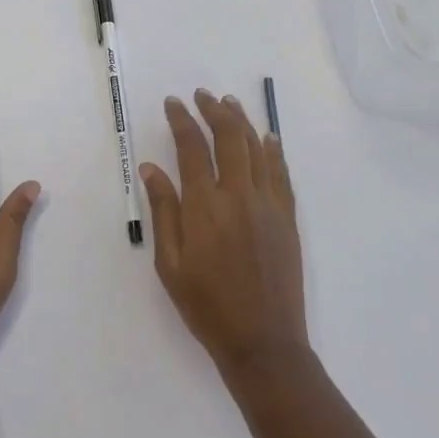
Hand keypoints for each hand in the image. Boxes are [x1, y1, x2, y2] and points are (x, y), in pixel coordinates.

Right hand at [139, 90, 307, 374]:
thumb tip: (150, 168)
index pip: (191, 148)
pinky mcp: (288, 217)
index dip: (182, 120)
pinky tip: (268, 136)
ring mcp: (268, 204)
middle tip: (201, 96)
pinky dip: (273, 149)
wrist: (263, 342)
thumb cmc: (207, 306)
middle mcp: (239, 195)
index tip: (173, 103)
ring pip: (256, 148)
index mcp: (205, 206)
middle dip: (213, 110)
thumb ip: (163, 210)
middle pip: (228, 137)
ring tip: (229, 103)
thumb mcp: (170, 263)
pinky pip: (281, 172)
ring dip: (242, 121)